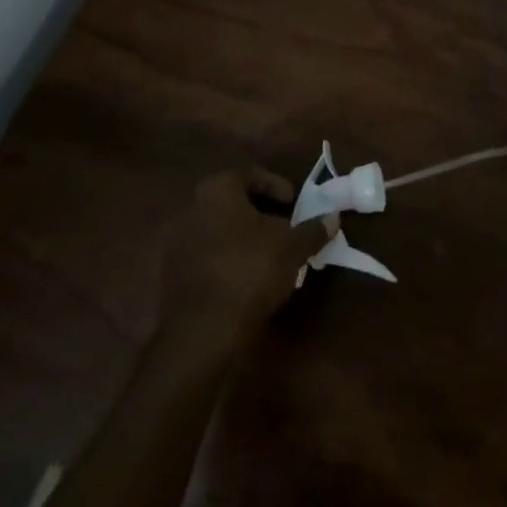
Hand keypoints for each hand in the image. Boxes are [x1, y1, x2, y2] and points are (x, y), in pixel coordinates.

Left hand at [156, 168, 332, 349]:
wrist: (202, 332)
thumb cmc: (250, 271)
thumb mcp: (292, 248)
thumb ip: (312, 230)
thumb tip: (332, 217)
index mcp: (217, 191)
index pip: (247, 174)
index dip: (274, 184)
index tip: (292, 202)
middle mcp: (191, 211)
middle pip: (230, 204)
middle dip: (259, 214)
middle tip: (284, 229)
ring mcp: (178, 247)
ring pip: (218, 233)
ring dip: (244, 241)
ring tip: (271, 258)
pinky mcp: (173, 280)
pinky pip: (208, 260)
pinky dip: (229, 264)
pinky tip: (249, 282)